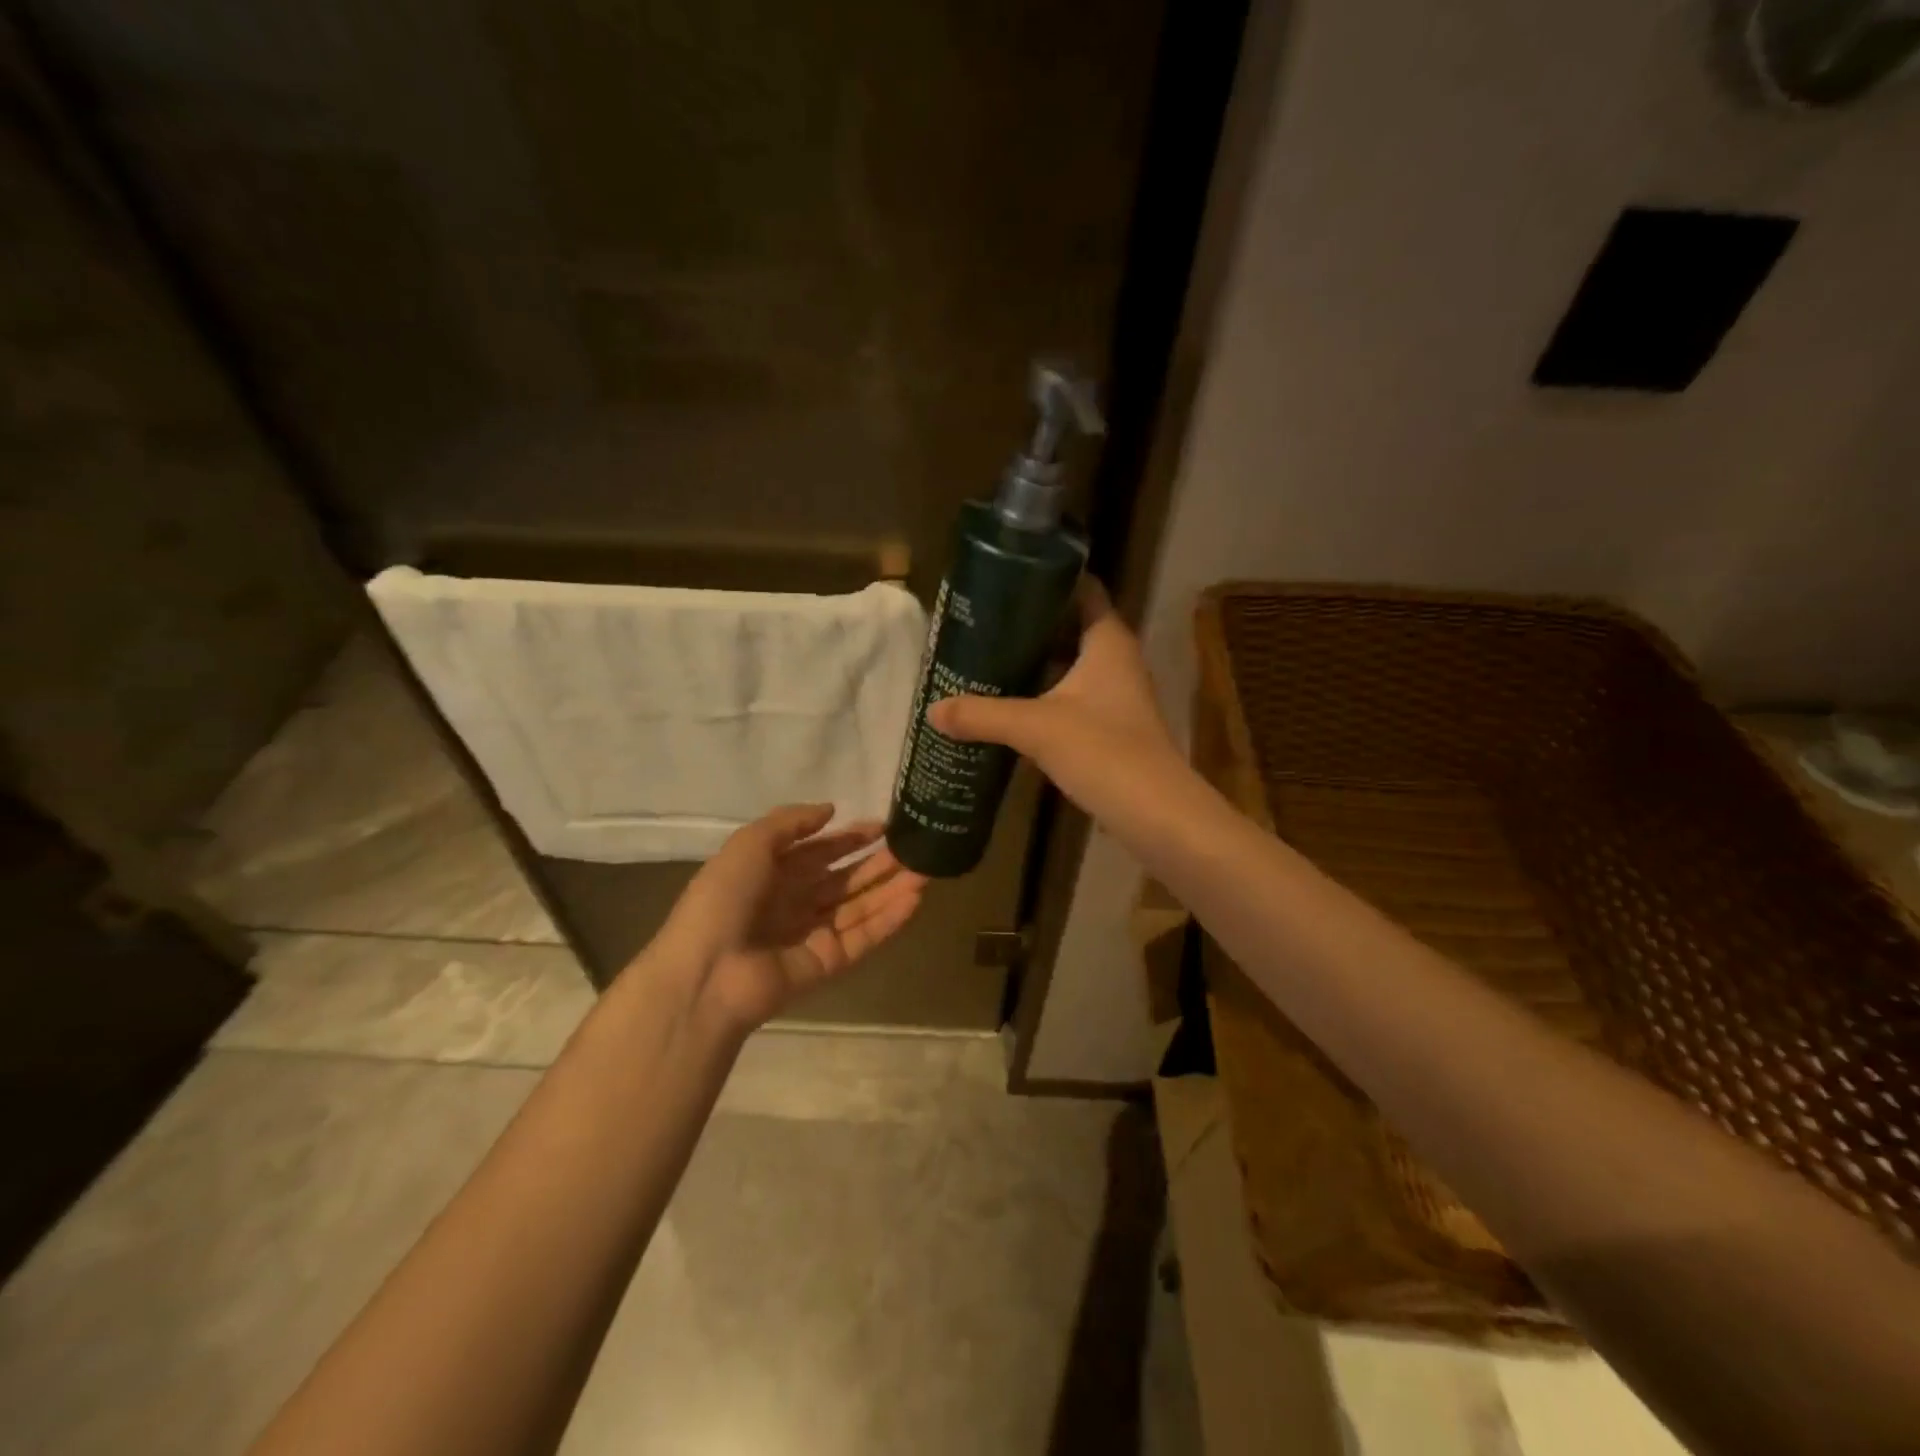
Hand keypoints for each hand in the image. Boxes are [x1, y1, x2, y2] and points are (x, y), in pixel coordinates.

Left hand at [658, 805, 925, 1030]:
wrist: (707, 974)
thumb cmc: (723, 900)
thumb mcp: (749, 845)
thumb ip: (790, 822)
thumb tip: (831, 809)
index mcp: (771, 874)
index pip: (819, 852)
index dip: (849, 838)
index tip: (883, 826)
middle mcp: (794, 902)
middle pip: (844, 879)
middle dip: (877, 863)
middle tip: (915, 848)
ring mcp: (812, 935)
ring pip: (860, 908)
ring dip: (891, 890)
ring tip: (926, 871)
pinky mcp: (827, 964)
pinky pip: (863, 939)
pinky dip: (889, 921)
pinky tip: (914, 900)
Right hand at [927, 579, 1185, 824]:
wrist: (1155, 815)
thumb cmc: (1104, 752)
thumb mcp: (1036, 728)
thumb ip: (983, 715)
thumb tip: (933, 709)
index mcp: (1108, 641)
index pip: (1084, 590)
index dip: (1049, 579)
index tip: (1006, 576)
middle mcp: (1117, 661)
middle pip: (1071, 628)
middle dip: (1030, 625)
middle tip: (982, 622)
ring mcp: (1116, 697)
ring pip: (1070, 667)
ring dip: (1034, 664)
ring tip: (986, 659)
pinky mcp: (1110, 729)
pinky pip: (1070, 699)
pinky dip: (1043, 697)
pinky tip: (1009, 706)